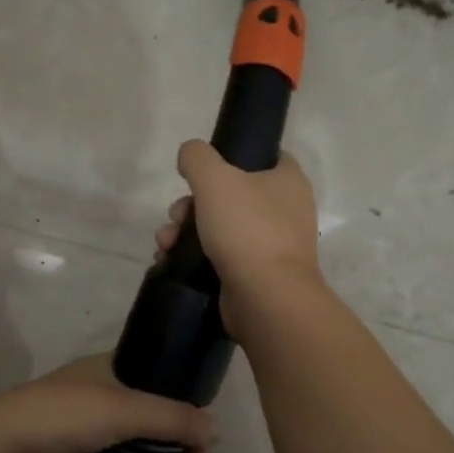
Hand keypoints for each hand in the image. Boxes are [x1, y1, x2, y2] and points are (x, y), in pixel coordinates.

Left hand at [0, 354, 216, 452]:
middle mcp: (109, 400)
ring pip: (147, 449)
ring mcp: (101, 438)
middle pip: (158, 416)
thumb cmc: (64, 415)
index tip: (207, 421)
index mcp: (112, 369)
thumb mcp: (124, 407)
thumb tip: (217, 430)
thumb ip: (173, 418)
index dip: (186, 395)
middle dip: (182, 436)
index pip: (161, 376)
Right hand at [154, 141, 325, 329]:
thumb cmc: (247, 229)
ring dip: (185, 232)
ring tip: (166, 244)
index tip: (203, 168)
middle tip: (177, 216)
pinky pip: (218, 257)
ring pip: (218, 227)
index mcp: (288, 181)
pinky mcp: (254, 275)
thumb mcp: (215, 179)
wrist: (266, 298)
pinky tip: (168, 260)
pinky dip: (192, 257)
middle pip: (229, 194)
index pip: (263, 156)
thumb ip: (197, 157)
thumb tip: (190, 155)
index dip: (231, 156)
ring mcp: (270, 246)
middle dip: (191, 204)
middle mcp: (284, 211)